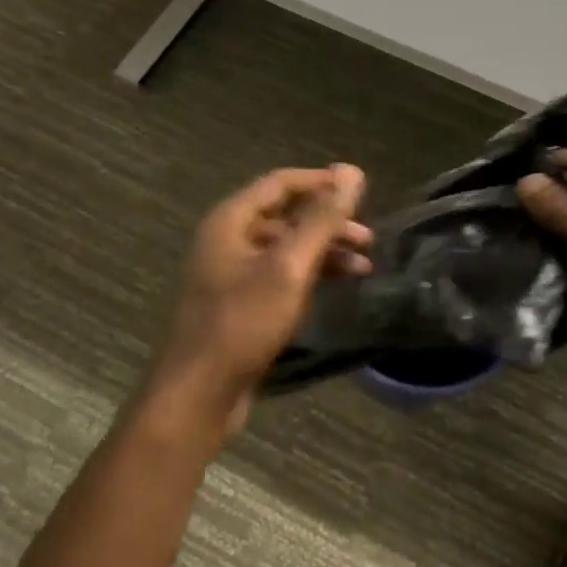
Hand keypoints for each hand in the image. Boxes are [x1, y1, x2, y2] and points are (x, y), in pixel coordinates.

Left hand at [148, 164, 370, 437]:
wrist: (198, 394)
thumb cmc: (243, 322)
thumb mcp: (289, 266)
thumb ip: (321, 219)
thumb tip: (351, 171)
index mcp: (231, 220)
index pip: (281, 183)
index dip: (321, 182)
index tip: (360, 190)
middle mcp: (228, 238)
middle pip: (285, 215)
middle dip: (328, 222)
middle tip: (367, 238)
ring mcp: (232, 272)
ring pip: (286, 247)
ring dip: (324, 251)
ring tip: (362, 267)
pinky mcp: (239, 302)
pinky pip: (280, 274)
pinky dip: (309, 274)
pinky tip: (336, 287)